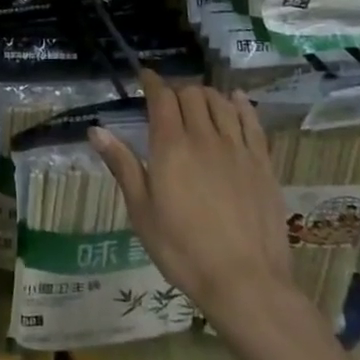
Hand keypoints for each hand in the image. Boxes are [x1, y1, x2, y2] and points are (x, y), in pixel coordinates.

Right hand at [91, 71, 296, 329]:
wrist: (246, 282)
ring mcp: (237, 149)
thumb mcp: (141, 211)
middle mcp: (204, 137)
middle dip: (177, 89)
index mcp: (171, 146)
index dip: (152, 82)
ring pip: (221, 102)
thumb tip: (96, 130)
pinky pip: (252, 121)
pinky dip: (241, 104)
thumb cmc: (183, 250)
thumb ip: (122, 165)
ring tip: (197, 100)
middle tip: (167, 98)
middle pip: (192, 94)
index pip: (162, 98)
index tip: (144, 77)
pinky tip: (235, 100)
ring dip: (205, 94)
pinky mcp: (262, 164)